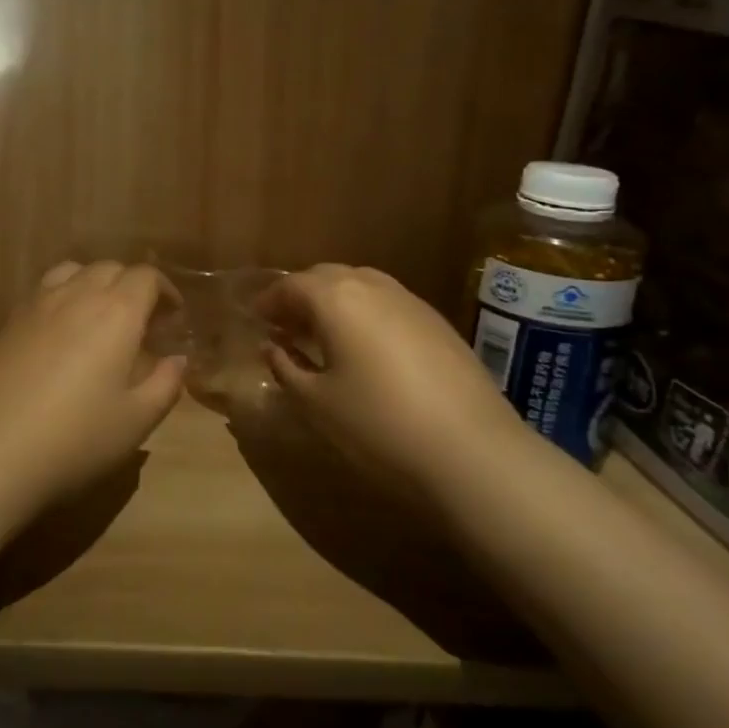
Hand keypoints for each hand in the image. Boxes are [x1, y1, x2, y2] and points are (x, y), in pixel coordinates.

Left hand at [0, 262, 185, 530]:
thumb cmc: (72, 439)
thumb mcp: (135, 422)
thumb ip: (165, 385)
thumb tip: (177, 359)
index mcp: (115, 312)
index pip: (146, 277)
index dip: (165, 291)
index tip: (172, 318)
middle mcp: (75, 294)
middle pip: (110, 268)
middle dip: (131, 286)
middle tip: (140, 323)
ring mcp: (33, 304)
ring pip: (71, 272)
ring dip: (93, 285)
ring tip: (98, 321)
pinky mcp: (4, 323)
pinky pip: (42, 293)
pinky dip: (61, 300)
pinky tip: (58, 339)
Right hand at [258, 265, 521, 482]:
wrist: (472, 451)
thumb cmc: (378, 424)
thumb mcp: (317, 403)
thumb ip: (286, 368)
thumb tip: (272, 348)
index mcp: (335, 298)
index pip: (290, 285)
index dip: (269, 301)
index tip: (256, 319)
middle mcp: (372, 286)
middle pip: (326, 276)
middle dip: (301, 295)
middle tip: (285, 325)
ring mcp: (410, 301)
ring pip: (361, 285)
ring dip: (334, 301)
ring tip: (323, 334)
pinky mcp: (437, 322)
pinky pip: (387, 303)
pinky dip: (365, 313)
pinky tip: (366, 347)